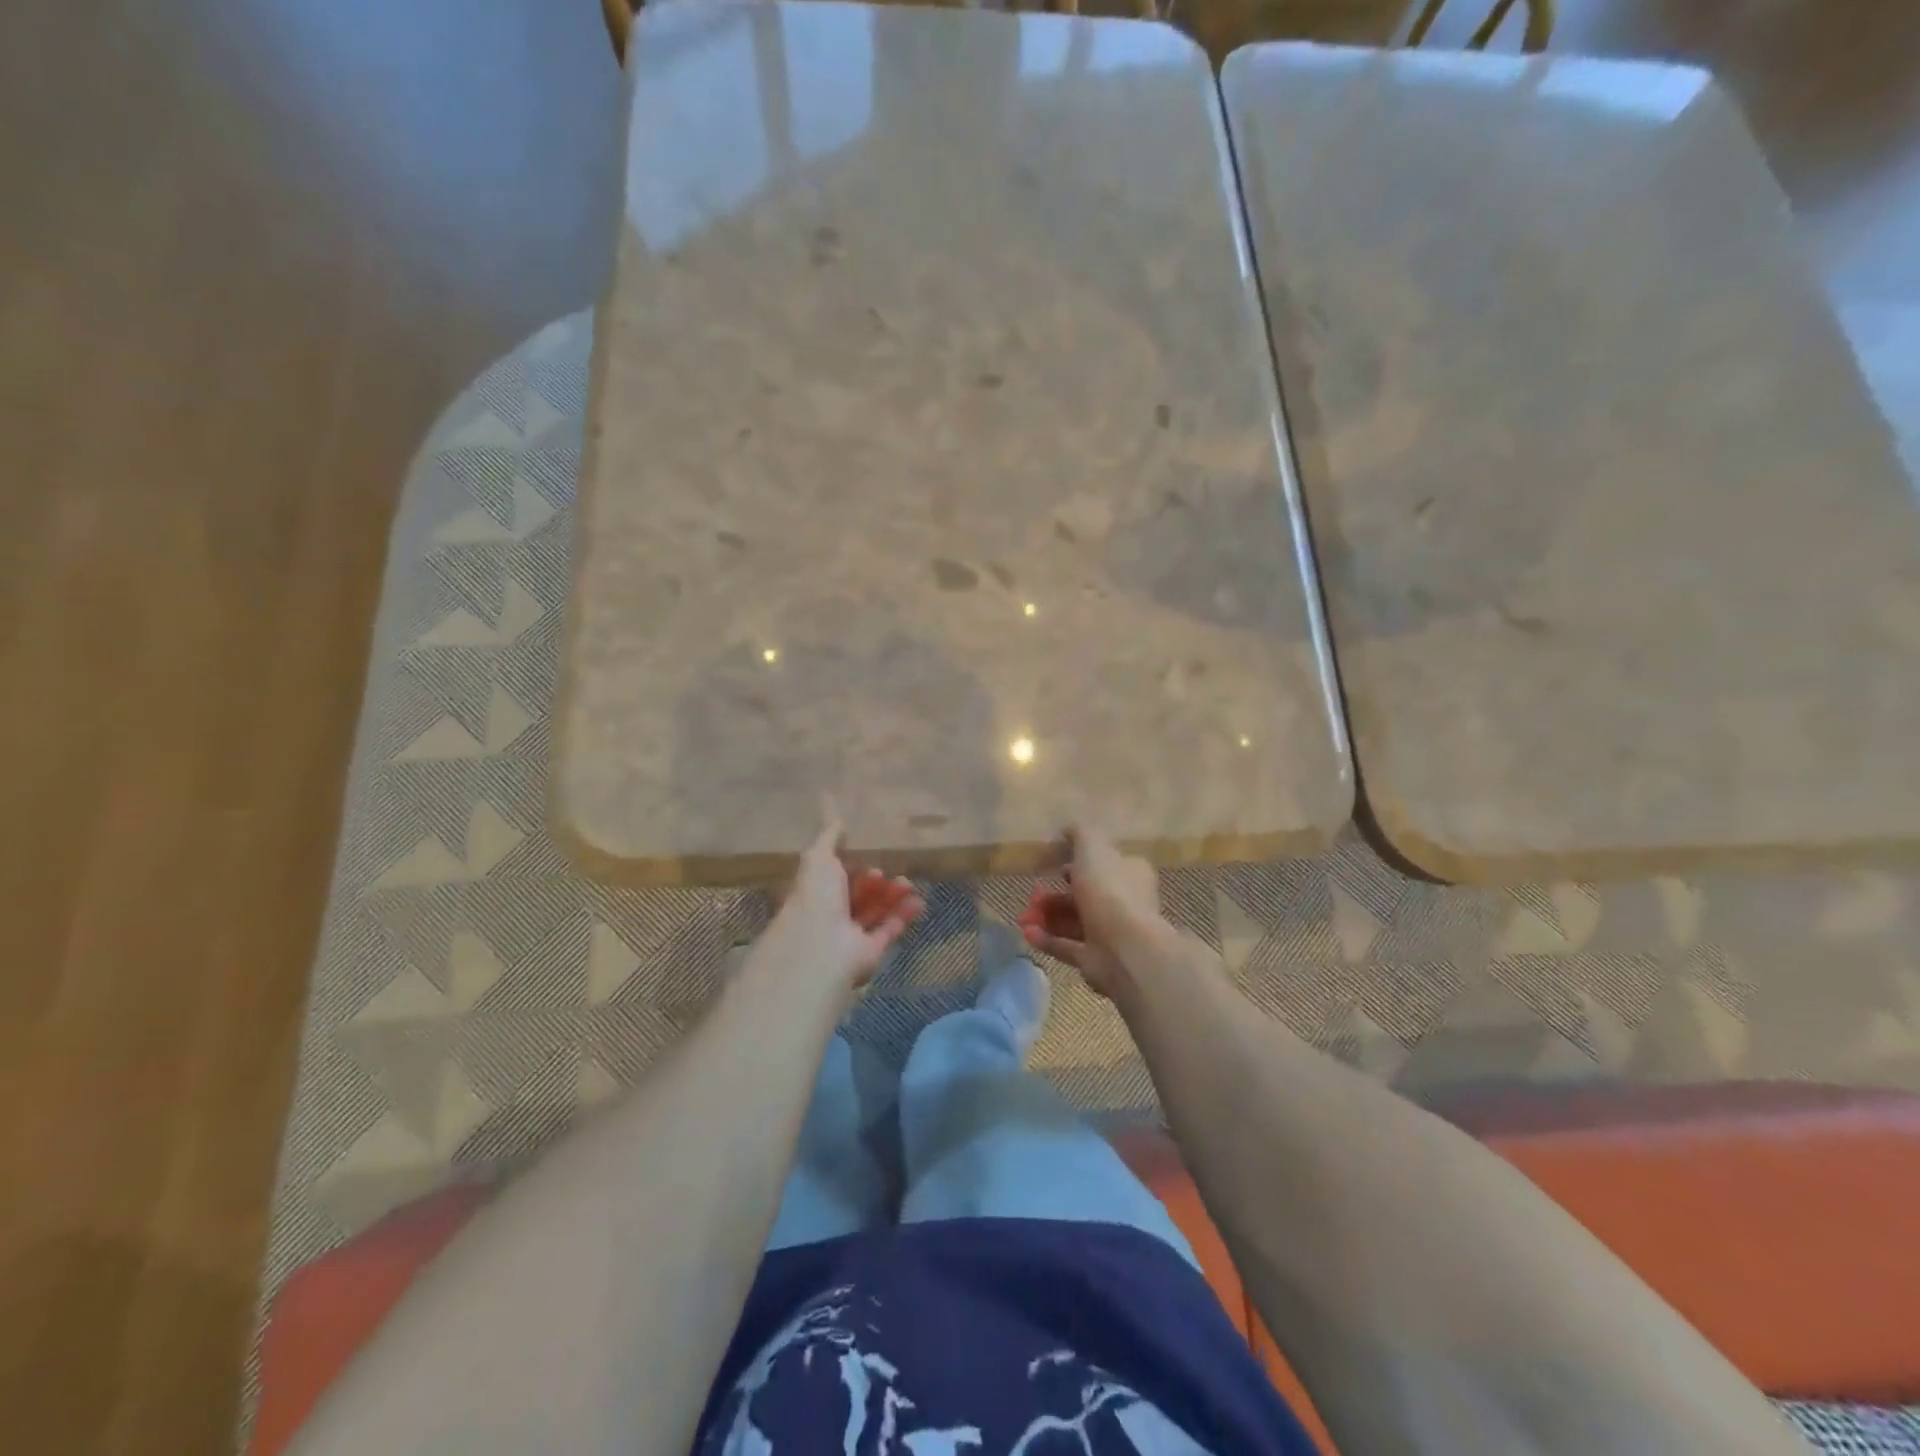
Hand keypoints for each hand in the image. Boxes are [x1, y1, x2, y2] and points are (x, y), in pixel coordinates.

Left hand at [758, 813, 924, 990]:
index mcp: (812, 894)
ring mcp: (849, 936)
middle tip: (885, 872)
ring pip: (875, 911)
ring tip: (907, 883)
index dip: (850, 867)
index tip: (866, 855)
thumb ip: (828, 840)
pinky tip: (918, 900)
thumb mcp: (817, 859)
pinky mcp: (870, 953)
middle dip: (874, 882)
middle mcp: (829, 916)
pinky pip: (889, 930)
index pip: (833, 879)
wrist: (821, 947)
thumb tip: (838, 822)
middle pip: (856, 895)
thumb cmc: (816, 898)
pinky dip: (903, 915)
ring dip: (891, 896)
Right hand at [1017, 824, 1168, 998]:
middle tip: (1032, 893)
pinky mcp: (1095, 959)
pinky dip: (1045, 939)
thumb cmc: (1109, 890)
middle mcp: (1123, 902)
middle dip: (1054, 893)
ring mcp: (1110, 933)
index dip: (1077, 861)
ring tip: (1023, 915)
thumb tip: (1066, 829)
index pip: (1104, 863)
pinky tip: (1027, 932)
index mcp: (1129, 873)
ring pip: (1072, 920)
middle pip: (1084, 893)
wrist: (1125, 947)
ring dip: (1046, 916)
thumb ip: (1078, 833)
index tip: (1052, 863)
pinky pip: (1066, 946)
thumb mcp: (1092, 847)